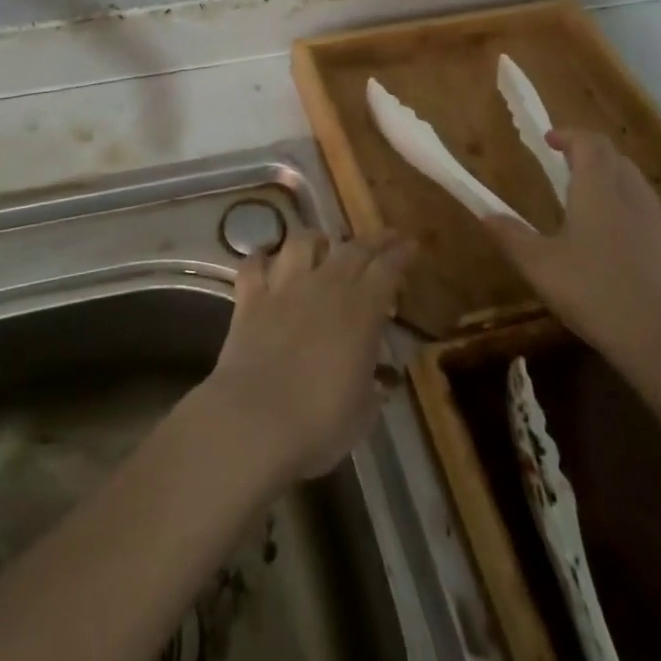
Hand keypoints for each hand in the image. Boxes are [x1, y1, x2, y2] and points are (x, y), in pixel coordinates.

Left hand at [201, 230, 413, 484]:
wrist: (254, 422)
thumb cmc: (320, 423)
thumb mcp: (363, 411)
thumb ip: (372, 386)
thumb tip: (378, 379)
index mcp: (361, 311)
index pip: (387, 270)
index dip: (401, 255)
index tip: (410, 245)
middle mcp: (324, 287)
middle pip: (352, 249)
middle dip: (372, 240)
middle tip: (385, 237)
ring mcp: (283, 289)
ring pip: (301, 243)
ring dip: (316, 239)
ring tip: (322, 244)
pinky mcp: (249, 300)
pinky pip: (253, 266)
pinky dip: (260, 258)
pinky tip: (264, 259)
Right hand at [485, 129, 660, 372]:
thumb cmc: (594, 291)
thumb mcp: (540, 265)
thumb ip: (511, 236)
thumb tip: (485, 214)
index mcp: (598, 189)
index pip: (589, 143)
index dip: (569, 135)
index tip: (547, 139)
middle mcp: (629, 195)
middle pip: (613, 156)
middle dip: (588, 150)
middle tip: (563, 159)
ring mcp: (652, 222)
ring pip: (631, 179)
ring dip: (607, 172)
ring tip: (583, 188)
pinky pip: (641, 205)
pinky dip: (621, 199)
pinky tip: (606, 228)